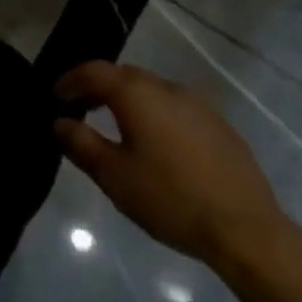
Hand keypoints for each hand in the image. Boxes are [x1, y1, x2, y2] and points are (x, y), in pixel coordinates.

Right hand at [54, 60, 288, 273]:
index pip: (93, 71)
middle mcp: (165, 86)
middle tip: (81, 110)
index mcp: (136, 92)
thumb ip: (81, 143)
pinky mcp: (218, 124)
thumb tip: (59, 122)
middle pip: (123, 76)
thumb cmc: (170, 199)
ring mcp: (196, 103)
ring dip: (128, 101)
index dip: (69, 81)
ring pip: (151, 91)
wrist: (245, 229)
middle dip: (98, 89)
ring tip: (116, 127)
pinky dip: (156, 115)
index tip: (55, 97)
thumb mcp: (114, 176)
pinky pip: (175, 108)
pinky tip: (157, 145)